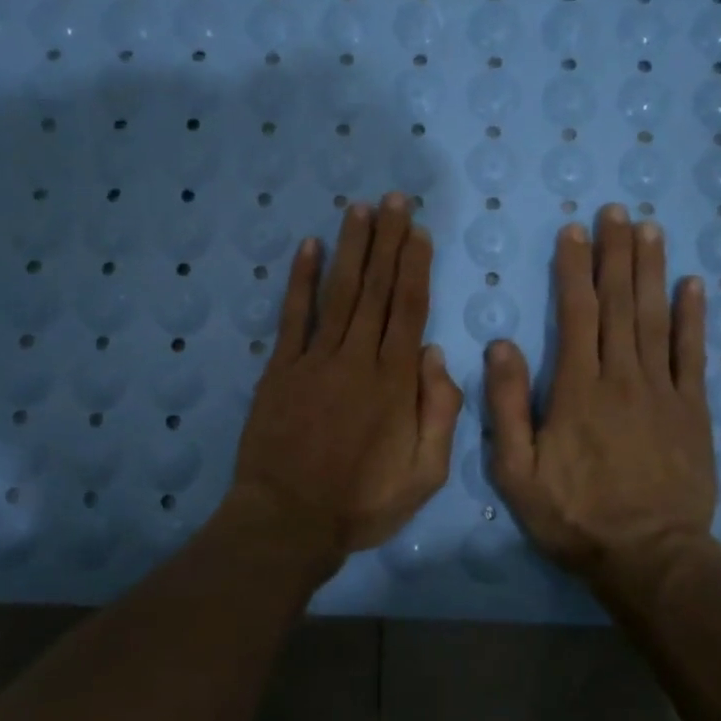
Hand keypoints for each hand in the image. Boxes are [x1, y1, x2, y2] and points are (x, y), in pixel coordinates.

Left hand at [233, 192, 462, 560]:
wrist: (288, 521)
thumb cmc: (362, 502)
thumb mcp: (425, 474)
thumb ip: (440, 412)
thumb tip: (436, 354)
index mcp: (394, 382)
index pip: (408, 309)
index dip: (414, 266)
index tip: (419, 231)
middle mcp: (356, 358)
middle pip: (376, 289)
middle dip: (388, 240)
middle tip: (395, 199)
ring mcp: (314, 360)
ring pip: (339, 292)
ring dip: (351, 247)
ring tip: (360, 208)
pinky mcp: (280, 369)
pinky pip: (293, 316)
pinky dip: (301, 280)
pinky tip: (309, 247)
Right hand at [486, 204, 720, 593]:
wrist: (649, 558)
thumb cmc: (575, 516)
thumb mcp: (518, 472)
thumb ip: (509, 407)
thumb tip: (501, 345)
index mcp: (578, 389)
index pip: (575, 313)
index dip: (573, 268)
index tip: (572, 231)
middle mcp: (622, 377)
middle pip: (618, 303)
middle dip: (615, 253)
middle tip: (615, 211)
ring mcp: (663, 391)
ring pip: (654, 318)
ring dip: (651, 271)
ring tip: (649, 229)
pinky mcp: (693, 410)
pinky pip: (693, 354)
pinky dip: (693, 317)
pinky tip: (692, 285)